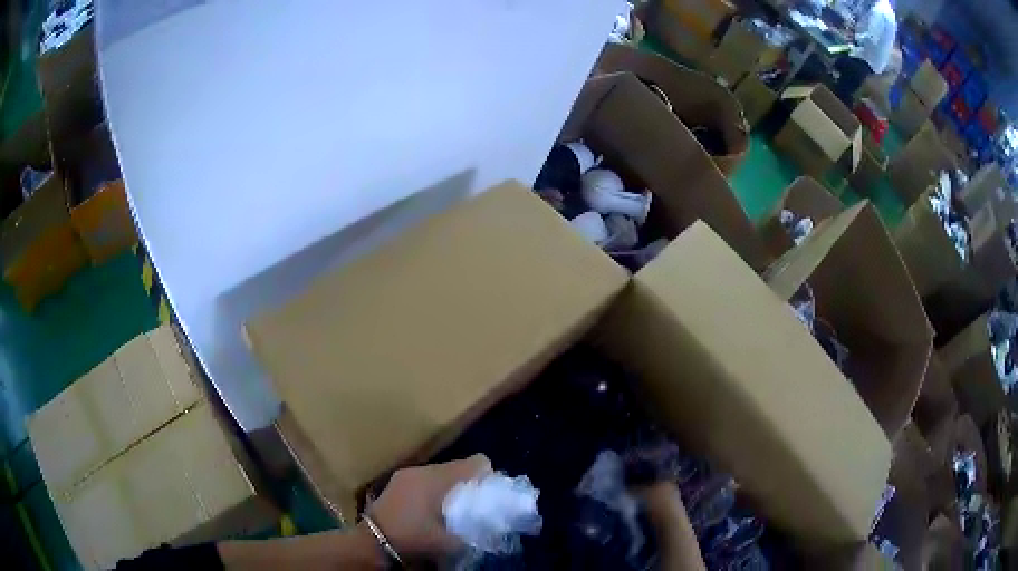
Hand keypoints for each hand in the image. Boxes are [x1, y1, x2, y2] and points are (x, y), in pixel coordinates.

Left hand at [367, 454, 491, 560]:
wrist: (371, 543)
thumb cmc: (412, 537)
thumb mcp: (451, 542)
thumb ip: (476, 532)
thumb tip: (492, 526)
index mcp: (437, 478)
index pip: (476, 462)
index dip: (489, 477)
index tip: (491, 496)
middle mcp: (422, 469)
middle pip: (458, 467)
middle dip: (470, 484)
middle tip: (475, 507)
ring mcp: (406, 475)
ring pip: (441, 475)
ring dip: (451, 489)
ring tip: (454, 511)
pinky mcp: (396, 483)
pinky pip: (425, 480)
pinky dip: (435, 491)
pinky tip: (434, 511)